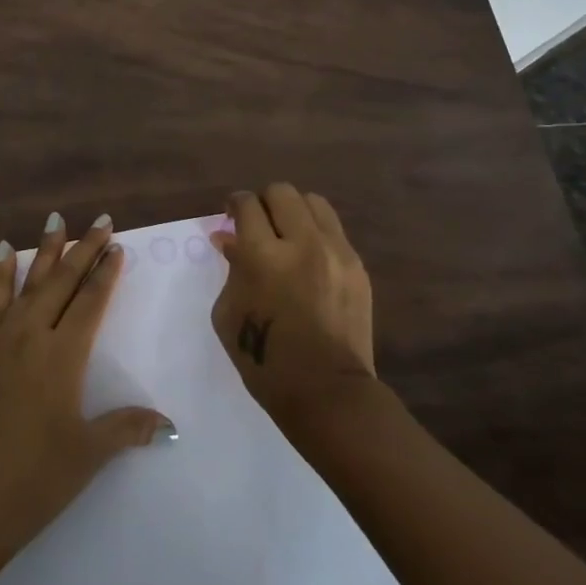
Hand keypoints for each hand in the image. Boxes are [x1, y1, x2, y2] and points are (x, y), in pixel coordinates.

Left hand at [0, 213, 170, 570]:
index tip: (117, 245)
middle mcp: (32, 335)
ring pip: (28, 282)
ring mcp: (1, 340)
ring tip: (55, 221)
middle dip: (83, 249)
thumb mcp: (88, 454)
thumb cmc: (36, 478)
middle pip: (62, 281)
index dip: (106, 272)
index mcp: (63, 356)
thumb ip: (127, 428)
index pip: (90, 301)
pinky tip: (3, 254)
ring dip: (44, 251)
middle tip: (99, 219)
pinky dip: (0, 274)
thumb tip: (169, 424)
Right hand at [211, 185, 376, 428]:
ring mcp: (336, 252)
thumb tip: (229, 239)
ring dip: (294, 211)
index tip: (231, 214)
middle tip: (258, 223)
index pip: (247, 205)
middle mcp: (301, 243)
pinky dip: (316, 233)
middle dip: (264, 202)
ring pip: (313, 202)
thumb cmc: (264, 359)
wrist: (326, 392)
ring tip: (287, 233)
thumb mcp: (228, 313)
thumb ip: (230, 268)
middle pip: (282, 192)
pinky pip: (334, 230)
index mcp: (262, 255)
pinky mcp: (357, 266)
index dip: (234, 204)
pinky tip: (309, 257)